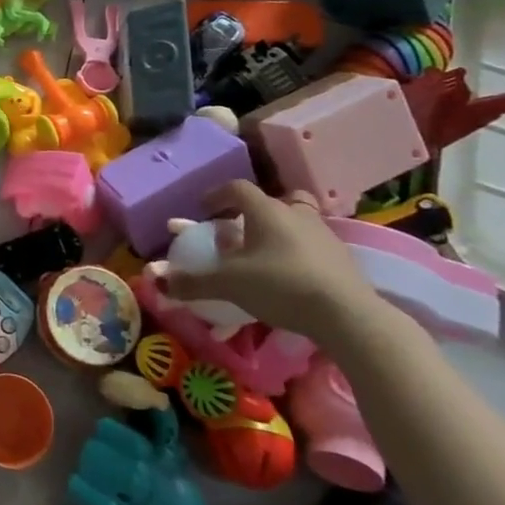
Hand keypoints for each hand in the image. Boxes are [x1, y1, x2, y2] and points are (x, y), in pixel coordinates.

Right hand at [162, 179, 386, 341]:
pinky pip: (315, 247)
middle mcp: (297, 215)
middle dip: (258, 211)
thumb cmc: (280, 285)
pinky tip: (291, 278)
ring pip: (300, 222)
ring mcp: (325, 236)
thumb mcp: (228, 284)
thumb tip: (157, 282)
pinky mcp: (344, 261)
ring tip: (267, 257)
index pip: (237, 188)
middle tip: (244, 229)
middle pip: (277, 200)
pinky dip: (300, 255)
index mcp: (266, 211)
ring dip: (282, 232)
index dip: (217, 195)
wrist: (348, 315)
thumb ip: (192, 282)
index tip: (205, 209)